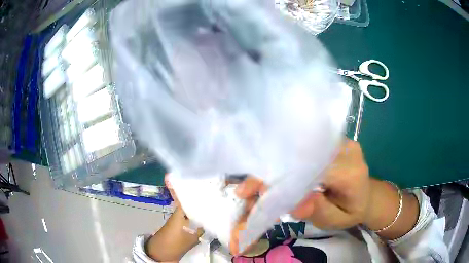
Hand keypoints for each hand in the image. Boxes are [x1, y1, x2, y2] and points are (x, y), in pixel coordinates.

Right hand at [230, 139, 370, 254]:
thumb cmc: (351, 211)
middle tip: (245, 188)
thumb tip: (295, 202)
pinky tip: (269, 170)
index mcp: (351, 172)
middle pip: (302, 156)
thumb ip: (318, 211)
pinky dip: (285, 159)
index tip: (254, 191)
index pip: (313, 169)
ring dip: (275, 165)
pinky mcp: (332, 140)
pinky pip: (306, 147)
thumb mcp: (336, 220)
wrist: (367, 195)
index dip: (281, 178)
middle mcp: (346, 149)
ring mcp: (340, 141)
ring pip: (301, 148)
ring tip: (253, 182)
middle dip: (270, 171)